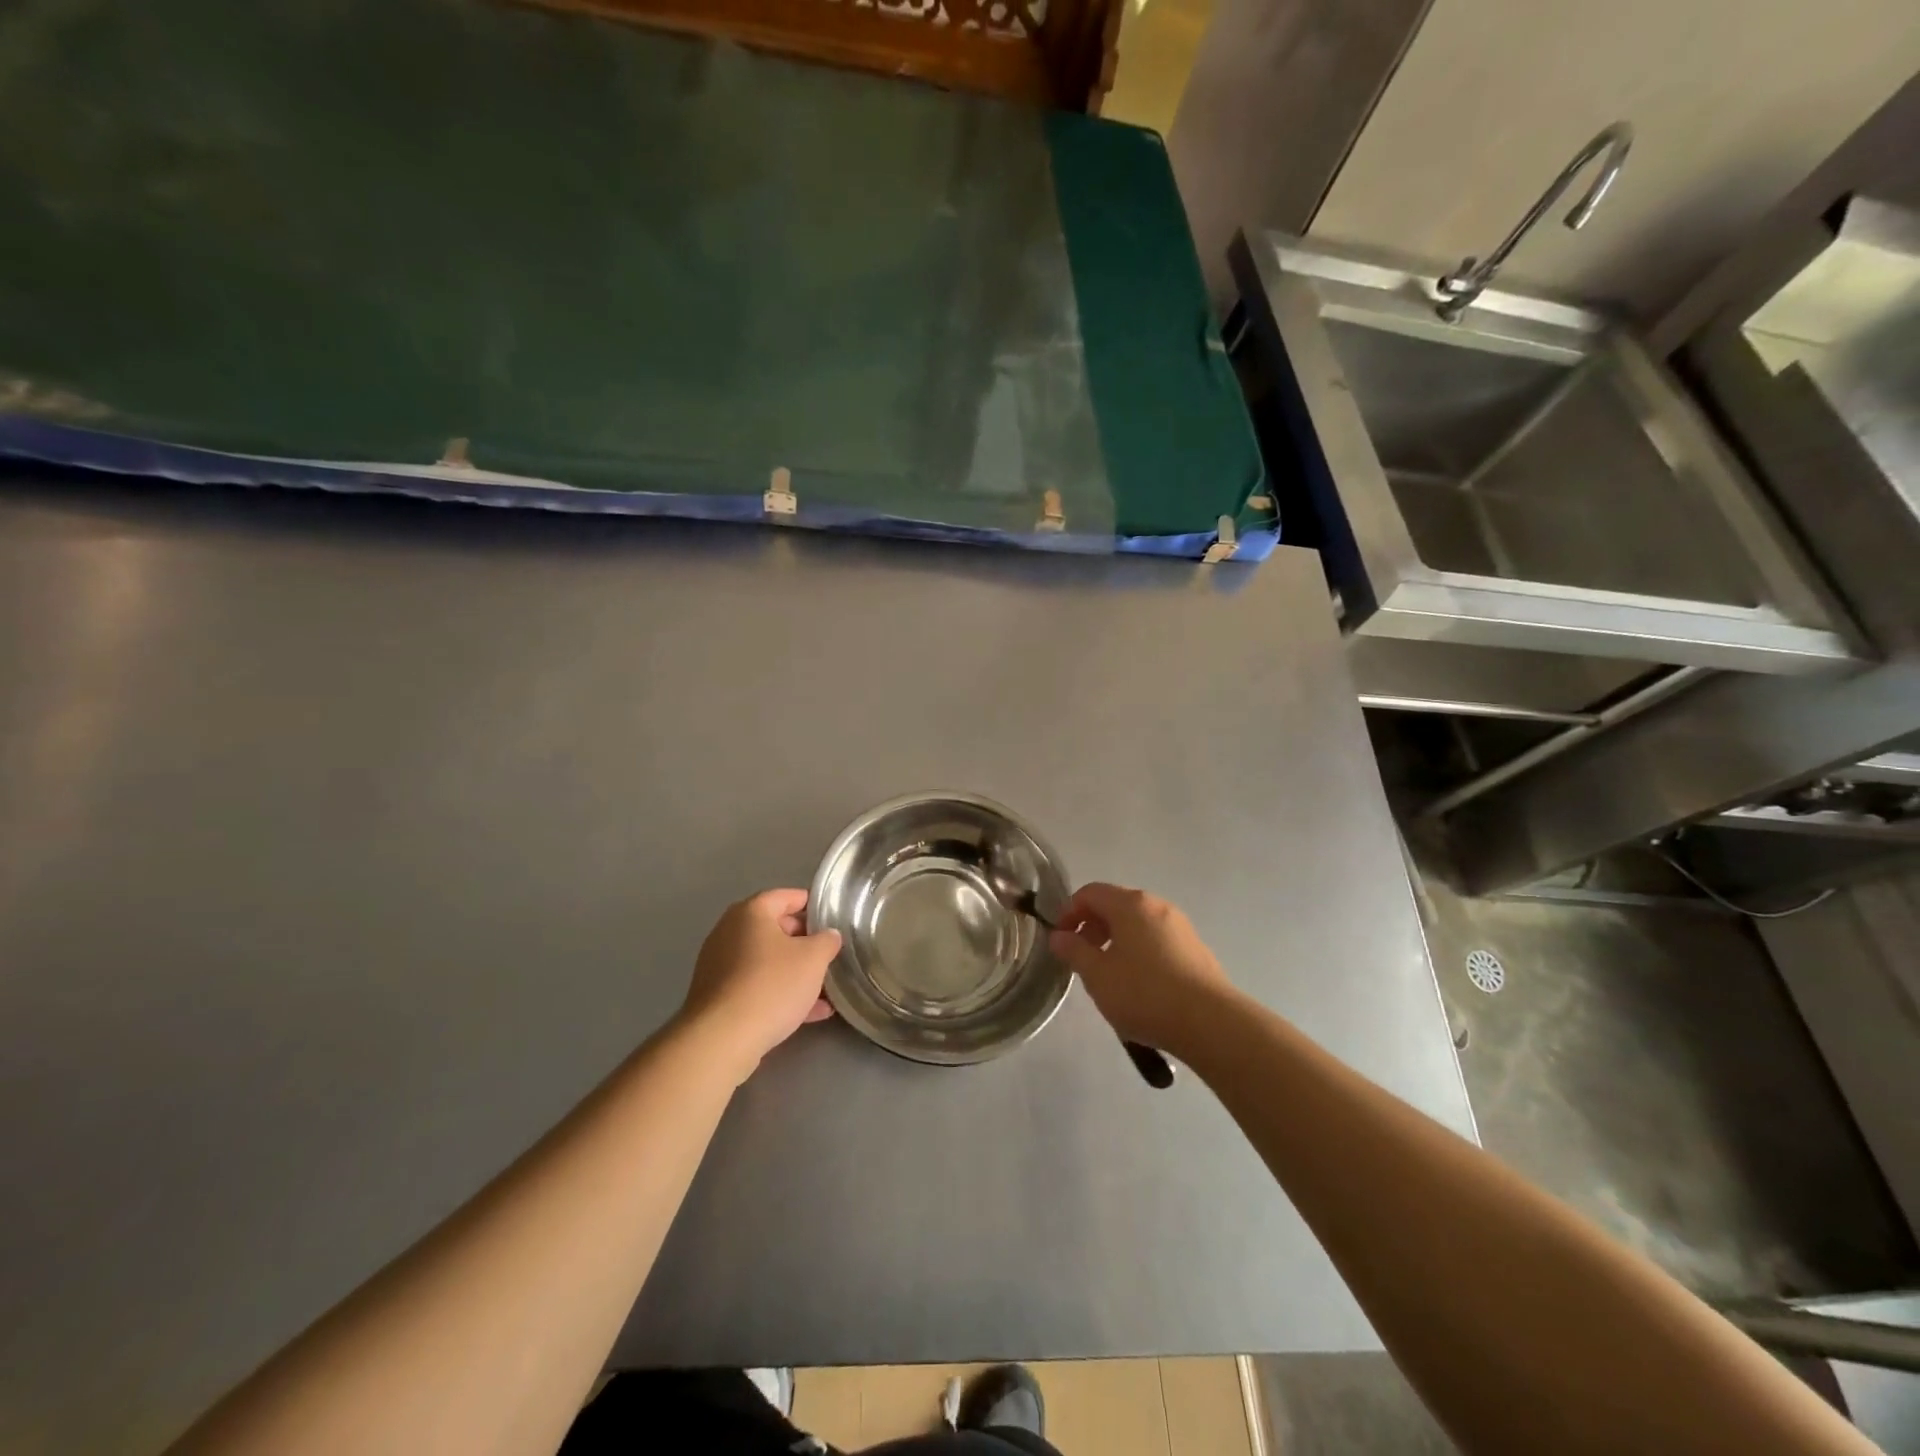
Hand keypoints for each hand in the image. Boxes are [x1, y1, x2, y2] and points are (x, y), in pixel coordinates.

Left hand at [680, 889, 841, 1082]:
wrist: (722, 1039)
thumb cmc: (771, 985)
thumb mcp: (813, 959)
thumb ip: (827, 941)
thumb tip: (829, 935)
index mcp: (751, 912)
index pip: (785, 897)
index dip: (811, 904)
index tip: (832, 918)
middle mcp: (729, 932)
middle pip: (774, 929)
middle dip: (805, 942)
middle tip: (829, 954)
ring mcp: (719, 966)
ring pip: (766, 962)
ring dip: (795, 973)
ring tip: (825, 989)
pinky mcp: (717, 997)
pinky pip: (755, 987)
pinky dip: (779, 994)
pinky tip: (809, 1014)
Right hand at [1048, 882, 1233, 1056]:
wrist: (1211, 1023)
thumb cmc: (1144, 994)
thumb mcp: (1097, 975)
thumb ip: (1074, 951)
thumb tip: (1059, 936)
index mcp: (1130, 904)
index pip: (1090, 893)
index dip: (1068, 912)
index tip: (1060, 940)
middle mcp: (1157, 905)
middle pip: (1115, 905)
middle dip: (1092, 927)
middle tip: (1081, 958)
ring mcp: (1180, 926)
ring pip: (1137, 924)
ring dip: (1116, 941)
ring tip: (1109, 975)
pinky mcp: (1195, 949)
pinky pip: (1157, 940)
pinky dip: (1139, 951)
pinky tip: (1139, 985)